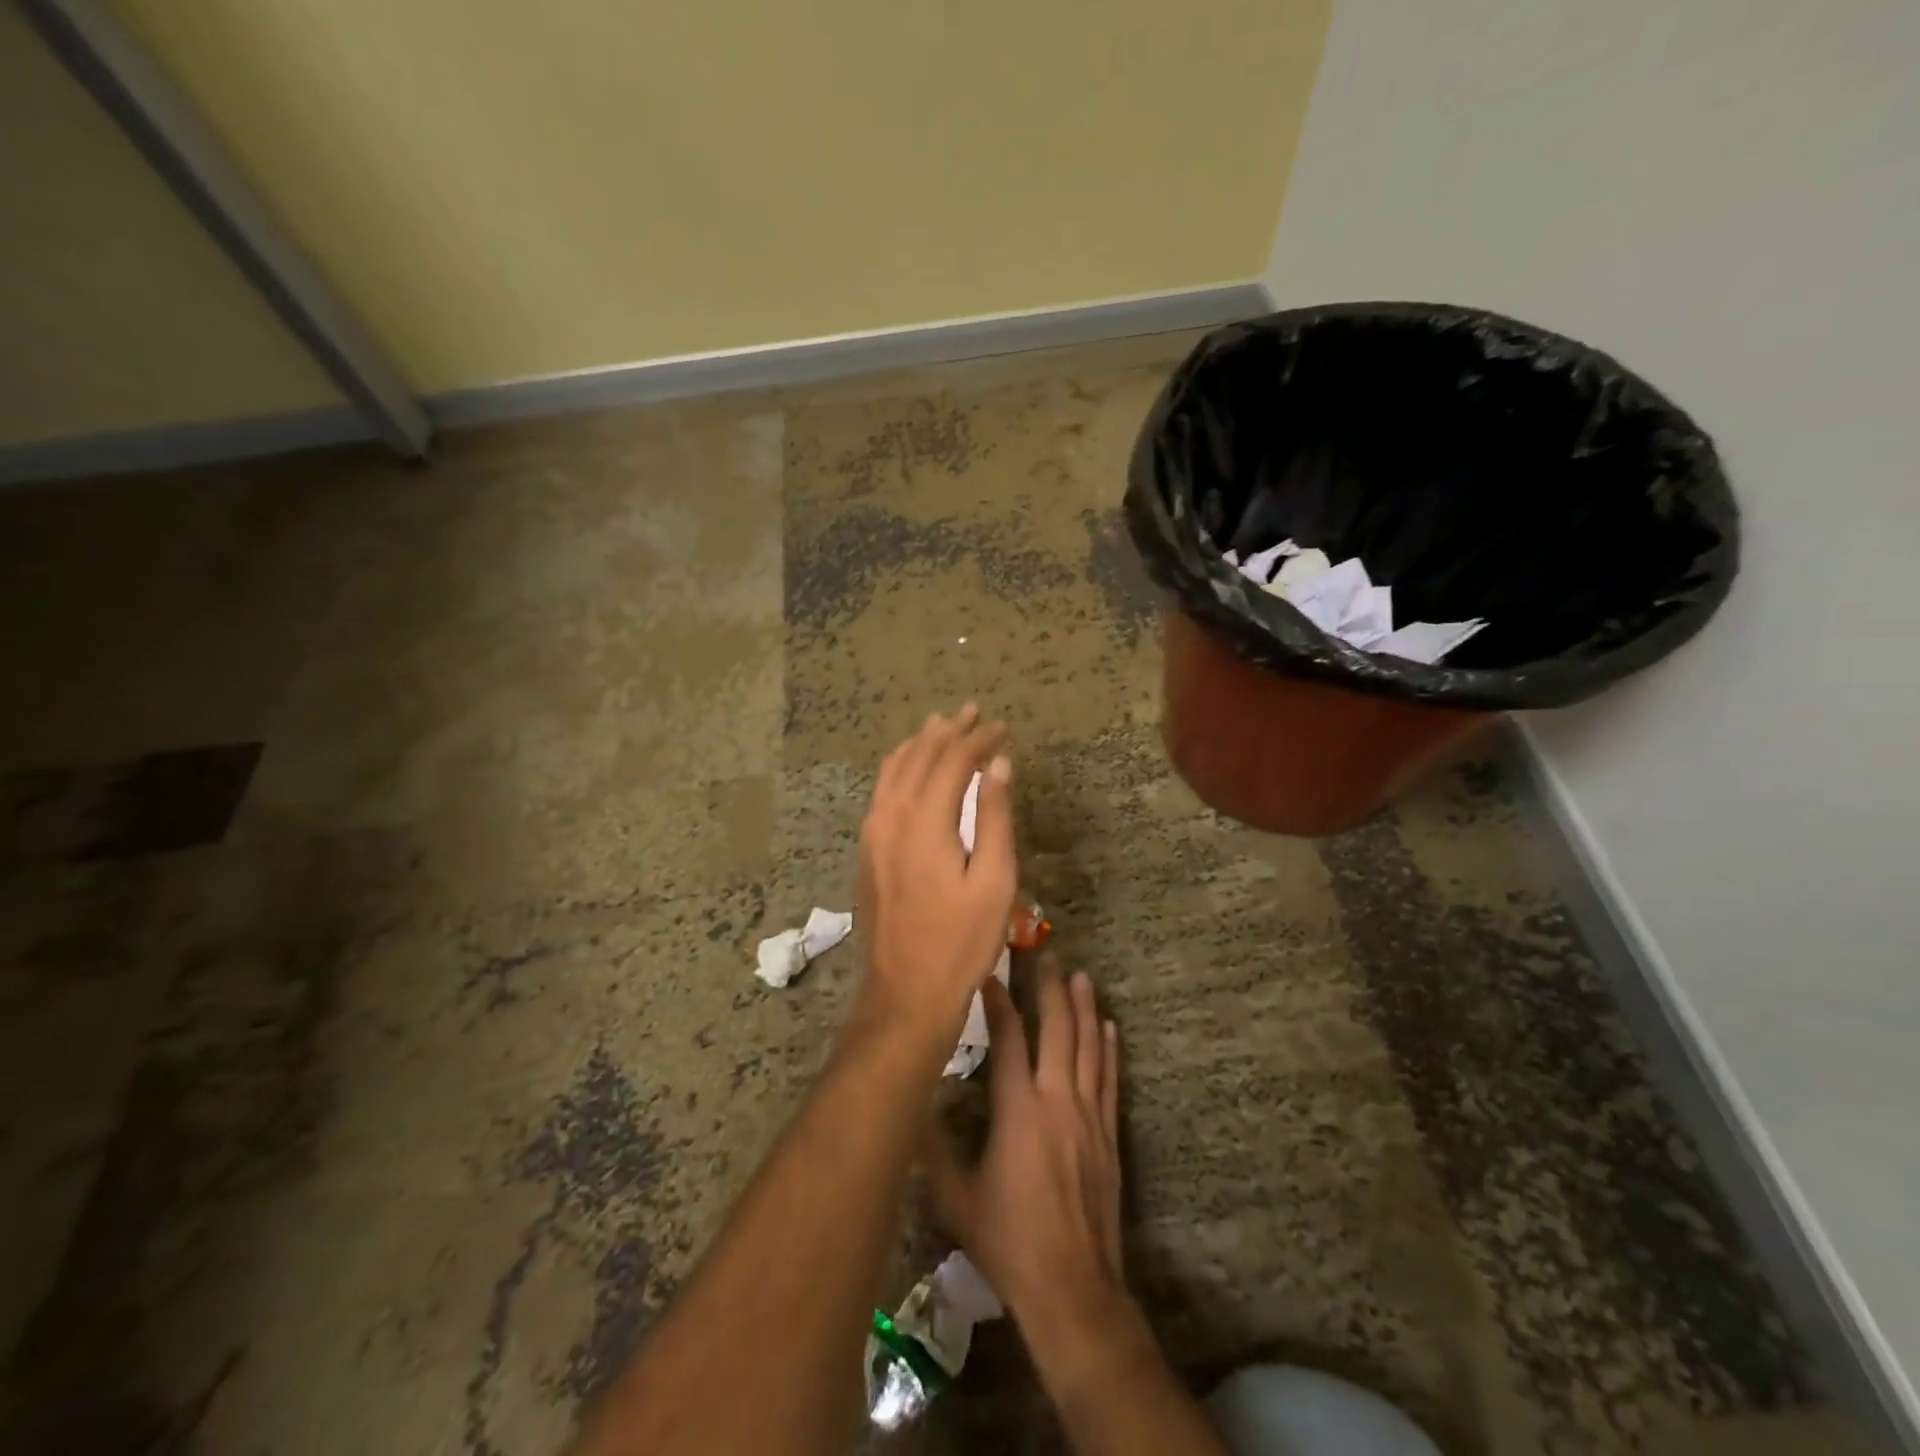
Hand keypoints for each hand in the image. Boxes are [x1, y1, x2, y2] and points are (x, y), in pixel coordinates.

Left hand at [854, 704, 1015, 1044]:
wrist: (905, 993)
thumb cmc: (961, 942)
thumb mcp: (994, 882)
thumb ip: (995, 818)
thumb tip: (999, 764)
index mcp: (924, 823)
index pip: (952, 761)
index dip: (978, 739)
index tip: (1003, 728)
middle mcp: (891, 818)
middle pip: (919, 757)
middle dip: (949, 732)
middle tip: (975, 712)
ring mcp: (873, 834)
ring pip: (893, 770)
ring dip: (921, 744)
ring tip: (943, 726)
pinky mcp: (868, 850)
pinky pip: (882, 791)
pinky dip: (901, 767)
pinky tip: (912, 768)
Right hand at [925, 958, 1131, 1374]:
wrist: (1073, 1288)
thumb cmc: (1009, 1242)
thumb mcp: (956, 1198)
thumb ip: (932, 1148)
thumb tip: (911, 1104)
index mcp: (1019, 1110)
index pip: (1008, 1039)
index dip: (999, 1003)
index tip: (990, 973)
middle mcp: (1058, 1101)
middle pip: (1057, 1031)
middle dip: (1050, 990)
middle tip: (1047, 956)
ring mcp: (1088, 1116)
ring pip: (1089, 1048)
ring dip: (1084, 1009)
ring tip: (1081, 976)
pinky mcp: (1109, 1136)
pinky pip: (1110, 1080)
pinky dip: (1108, 1050)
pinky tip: (1108, 1028)